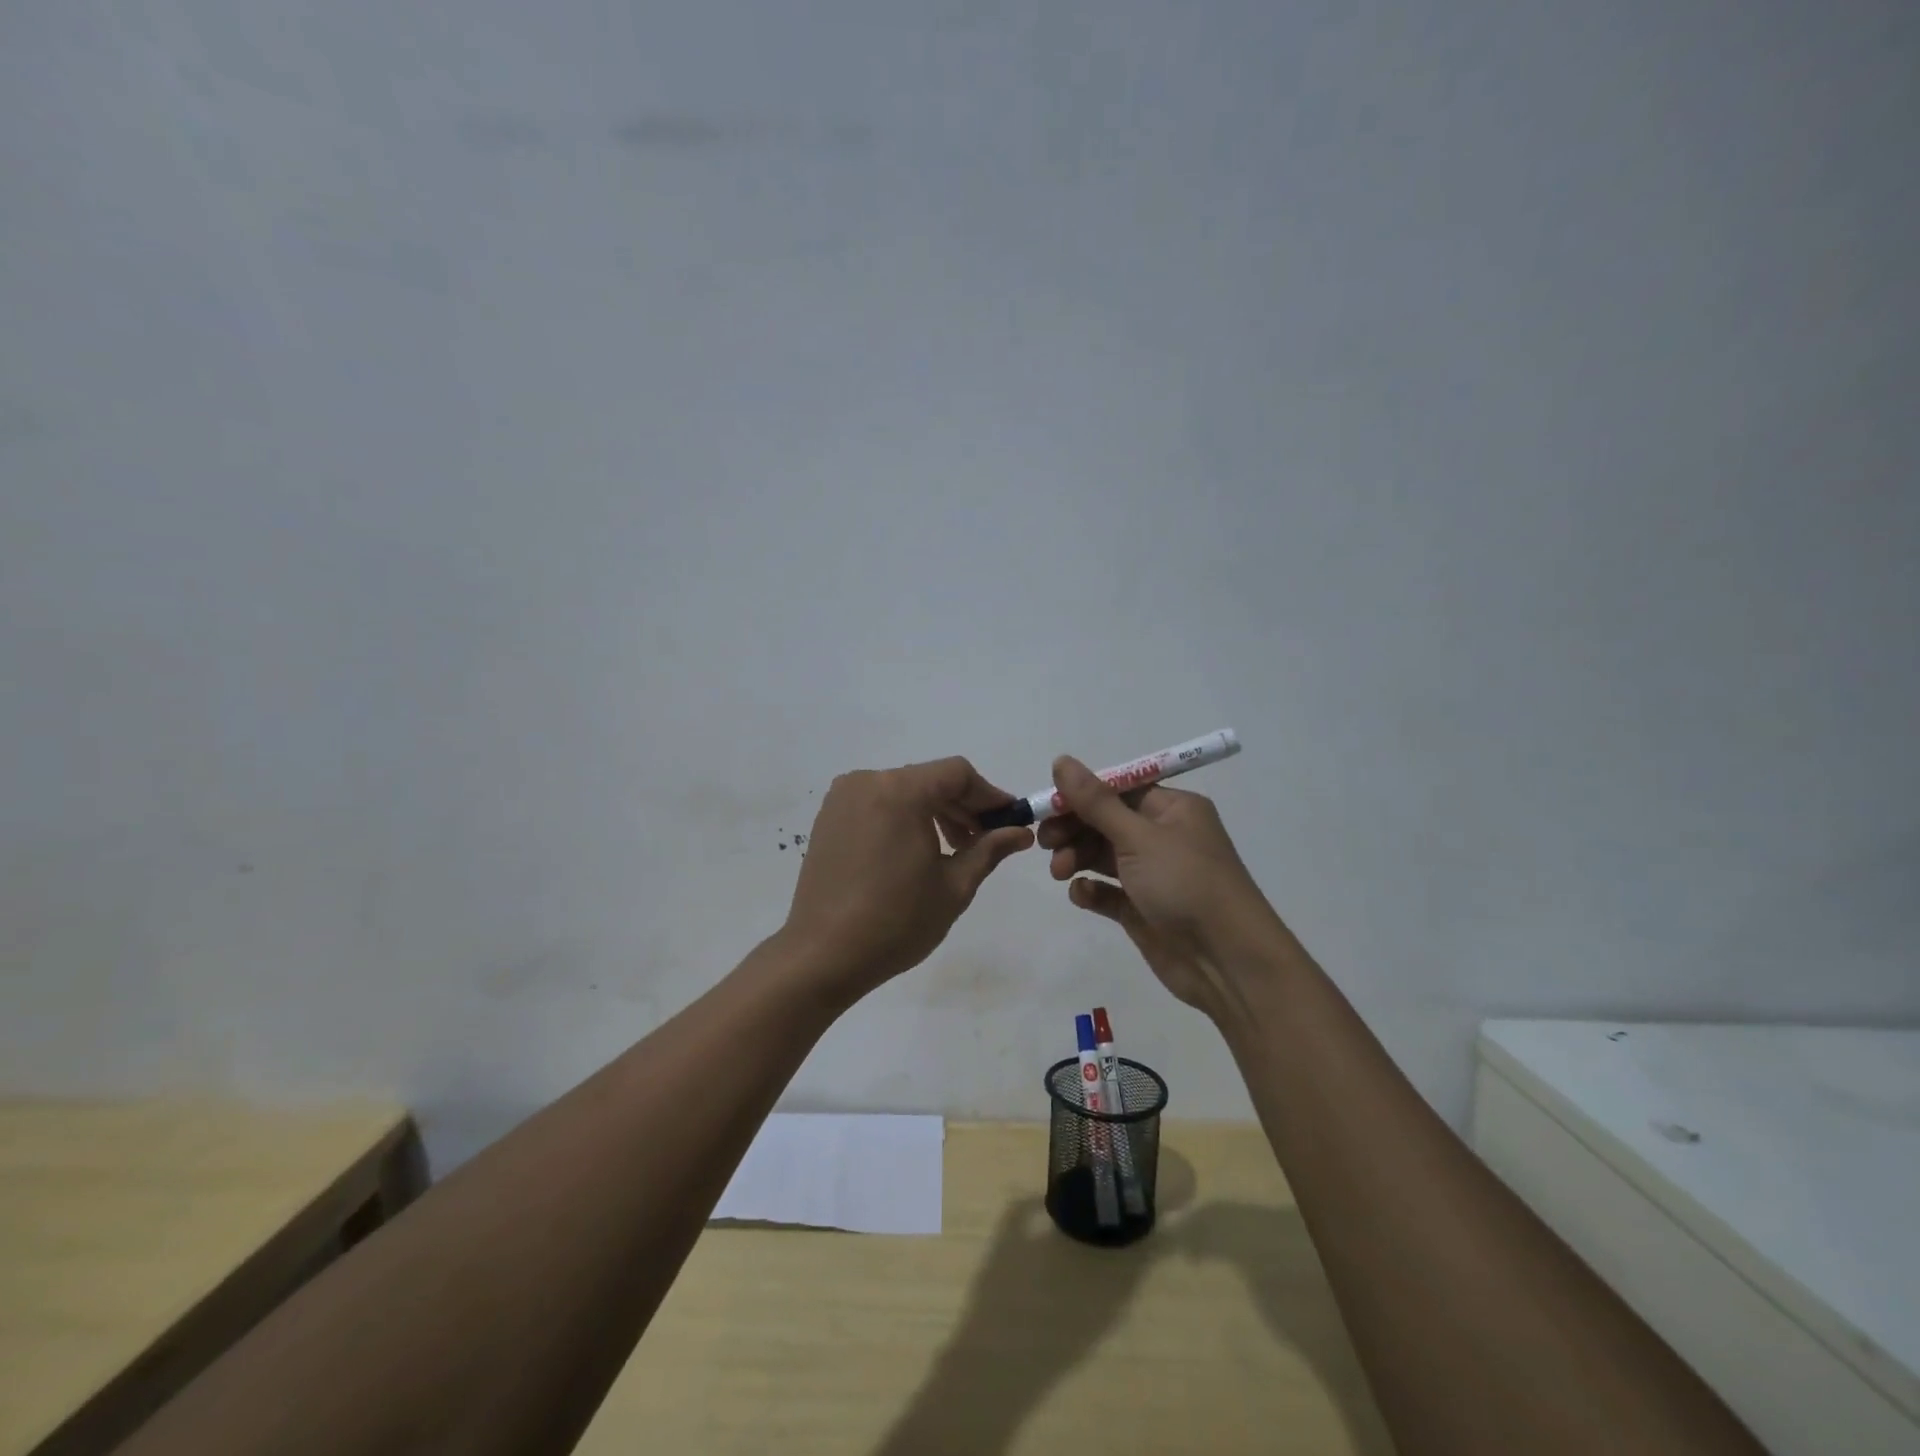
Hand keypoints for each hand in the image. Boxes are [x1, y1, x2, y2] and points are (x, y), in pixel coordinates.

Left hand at [783, 757, 1034, 1003]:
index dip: (989, 794)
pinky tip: (914, 851)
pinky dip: (903, 817)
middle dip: (962, 805)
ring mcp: (843, 799)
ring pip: (903, 791)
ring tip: (952, 849)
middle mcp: (868, 782)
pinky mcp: (828, 818)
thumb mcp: (954, 886)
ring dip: (933, 812)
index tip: (1009, 821)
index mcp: (900, 791)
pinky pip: (878, 804)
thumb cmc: (896, 921)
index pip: (957, 773)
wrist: (822, 956)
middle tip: (985, 840)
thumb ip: (989, 849)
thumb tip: (1021, 832)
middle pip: (929, 779)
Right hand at [1040, 755, 1278, 1013]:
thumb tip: (1061, 760)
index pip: (1118, 790)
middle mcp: (1163, 836)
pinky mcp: (1142, 909)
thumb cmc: (1186, 884)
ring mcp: (1153, 875)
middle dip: (1074, 828)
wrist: (1227, 961)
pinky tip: (1082, 895)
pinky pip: (1108, 891)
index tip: (1048, 805)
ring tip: (1059, 871)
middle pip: (1106, 822)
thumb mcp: (1138, 837)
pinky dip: (1090, 889)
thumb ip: (1096, 802)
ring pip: (1102, 855)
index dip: (1081, 795)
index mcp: (1172, 809)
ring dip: (1076, 857)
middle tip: (1044, 842)